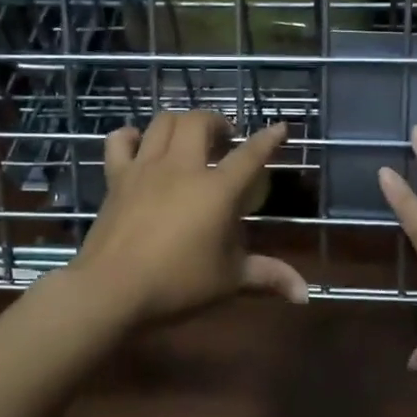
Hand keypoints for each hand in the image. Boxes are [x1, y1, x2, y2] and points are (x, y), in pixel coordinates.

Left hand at [71, 110, 306, 324]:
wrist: (111, 290)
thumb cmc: (178, 284)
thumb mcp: (229, 280)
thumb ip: (268, 276)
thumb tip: (305, 294)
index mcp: (217, 190)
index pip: (250, 154)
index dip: (268, 139)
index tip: (280, 128)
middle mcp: (182, 168)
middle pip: (199, 121)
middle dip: (217, 122)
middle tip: (225, 140)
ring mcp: (145, 169)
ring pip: (163, 123)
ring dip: (181, 123)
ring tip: (189, 138)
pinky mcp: (116, 179)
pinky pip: (120, 141)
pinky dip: (132, 136)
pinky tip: (141, 144)